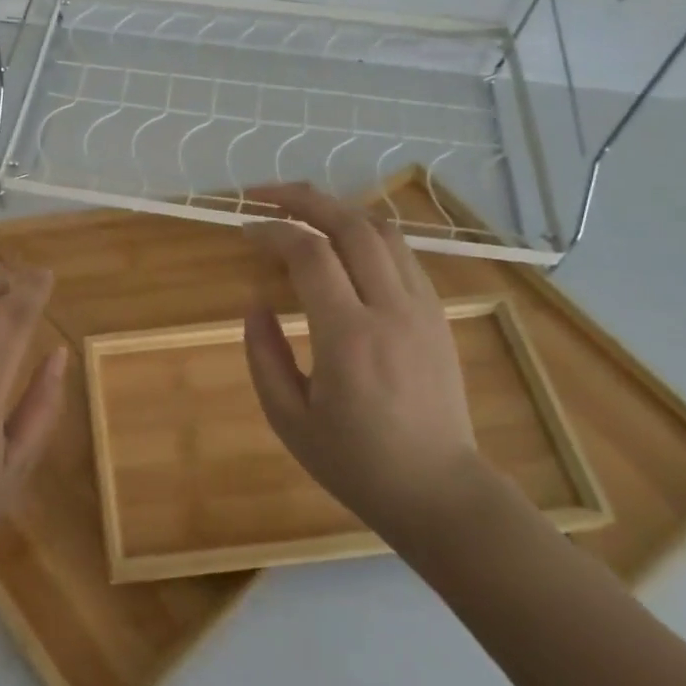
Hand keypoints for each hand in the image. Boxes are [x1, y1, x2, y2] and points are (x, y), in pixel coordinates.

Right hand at [243, 185, 485, 553]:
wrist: (439, 490)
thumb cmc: (355, 462)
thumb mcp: (288, 420)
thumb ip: (263, 355)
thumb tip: (256, 303)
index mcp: (348, 337)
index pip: (309, 255)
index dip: (273, 231)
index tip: (246, 230)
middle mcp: (390, 309)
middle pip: (350, 224)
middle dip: (304, 198)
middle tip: (266, 194)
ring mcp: (422, 308)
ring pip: (382, 230)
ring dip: (337, 210)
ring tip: (302, 211)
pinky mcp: (438, 314)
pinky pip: (402, 253)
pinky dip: (366, 233)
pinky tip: (343, 244)